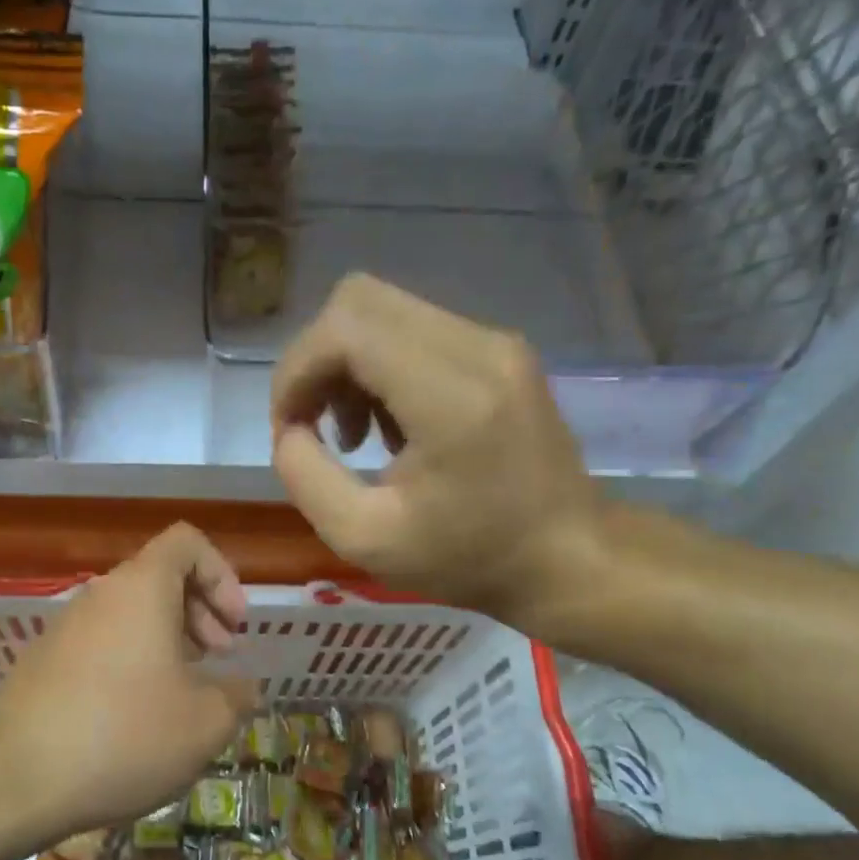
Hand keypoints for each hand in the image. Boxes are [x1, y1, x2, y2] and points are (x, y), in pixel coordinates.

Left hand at [0, 523, 257, 835]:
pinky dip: (133, 659)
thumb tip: (242, 688)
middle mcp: (100, 594)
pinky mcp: (44, 658)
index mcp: (141, 588)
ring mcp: (66, 625)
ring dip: (168, 639)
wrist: (18, 778)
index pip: (187, 542)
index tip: (234, 625)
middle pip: (160, 576)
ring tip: (184, 690)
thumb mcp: (205, 723)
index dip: (222, 574)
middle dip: (201, 610)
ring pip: (131, 612)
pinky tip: (138, 712)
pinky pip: (103, 640)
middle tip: (220, 657)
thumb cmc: (125, 736)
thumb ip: (236, 695)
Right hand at [271, 273, 604, 630]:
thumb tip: (289, 430)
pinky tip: (391, 426)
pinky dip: (380, 367)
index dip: (296, 371)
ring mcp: (495, 342)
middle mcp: (477, 347)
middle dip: (316, 360)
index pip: (345, 328)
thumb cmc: (470, 559)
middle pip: (359, 300)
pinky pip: (415, 329)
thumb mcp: (364, 539)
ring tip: (355, 435)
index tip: (290, 430)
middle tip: (315, 423)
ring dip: (347, 364)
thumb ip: (305, 477)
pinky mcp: (500, 350)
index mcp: (450, 395)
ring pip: (384, 310)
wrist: (569, 559)